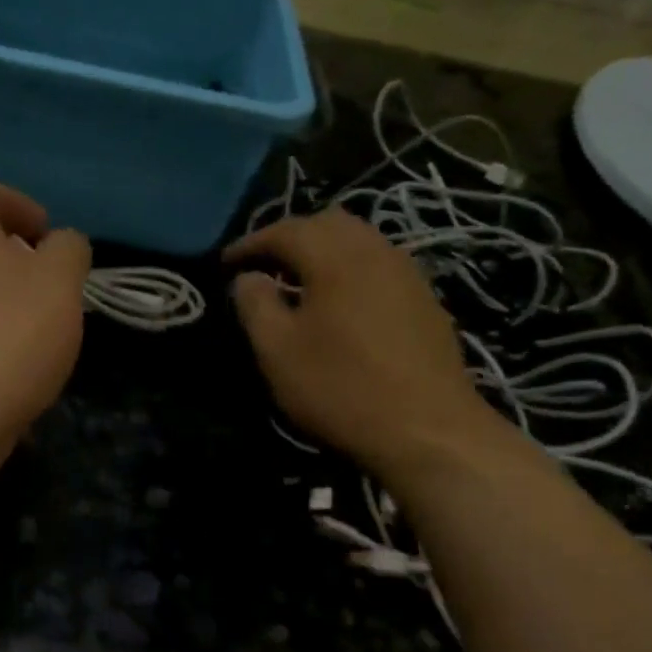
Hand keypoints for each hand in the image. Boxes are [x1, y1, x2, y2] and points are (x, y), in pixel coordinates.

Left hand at [0, 175, 90, 444]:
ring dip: (14, 305)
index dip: (16, 202)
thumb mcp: (60, 281)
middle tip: (56, 290)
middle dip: (22, 262)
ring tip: (48, 334)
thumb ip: (69, 251)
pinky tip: (26, 369)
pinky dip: (0, 341)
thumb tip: (63, 246)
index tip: (46, 237)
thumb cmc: (10, 335)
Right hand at [227, 210, 490, 474]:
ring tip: (298, 284)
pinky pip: (378, 266)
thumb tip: (247, 277)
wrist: (426, 428)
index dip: (251, 242)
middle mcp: (376, 251)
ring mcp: (407, 274)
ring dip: (323, 252)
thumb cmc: (340, 388)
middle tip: (264, 266)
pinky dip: (349, 271)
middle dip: (291, 237)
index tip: (225, 263)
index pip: (286, 230)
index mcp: (336, 257)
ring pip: (359, 241)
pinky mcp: (425, 300)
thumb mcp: (277, 352)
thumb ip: (255, 306)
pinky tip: (339, 305)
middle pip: (329, 223)